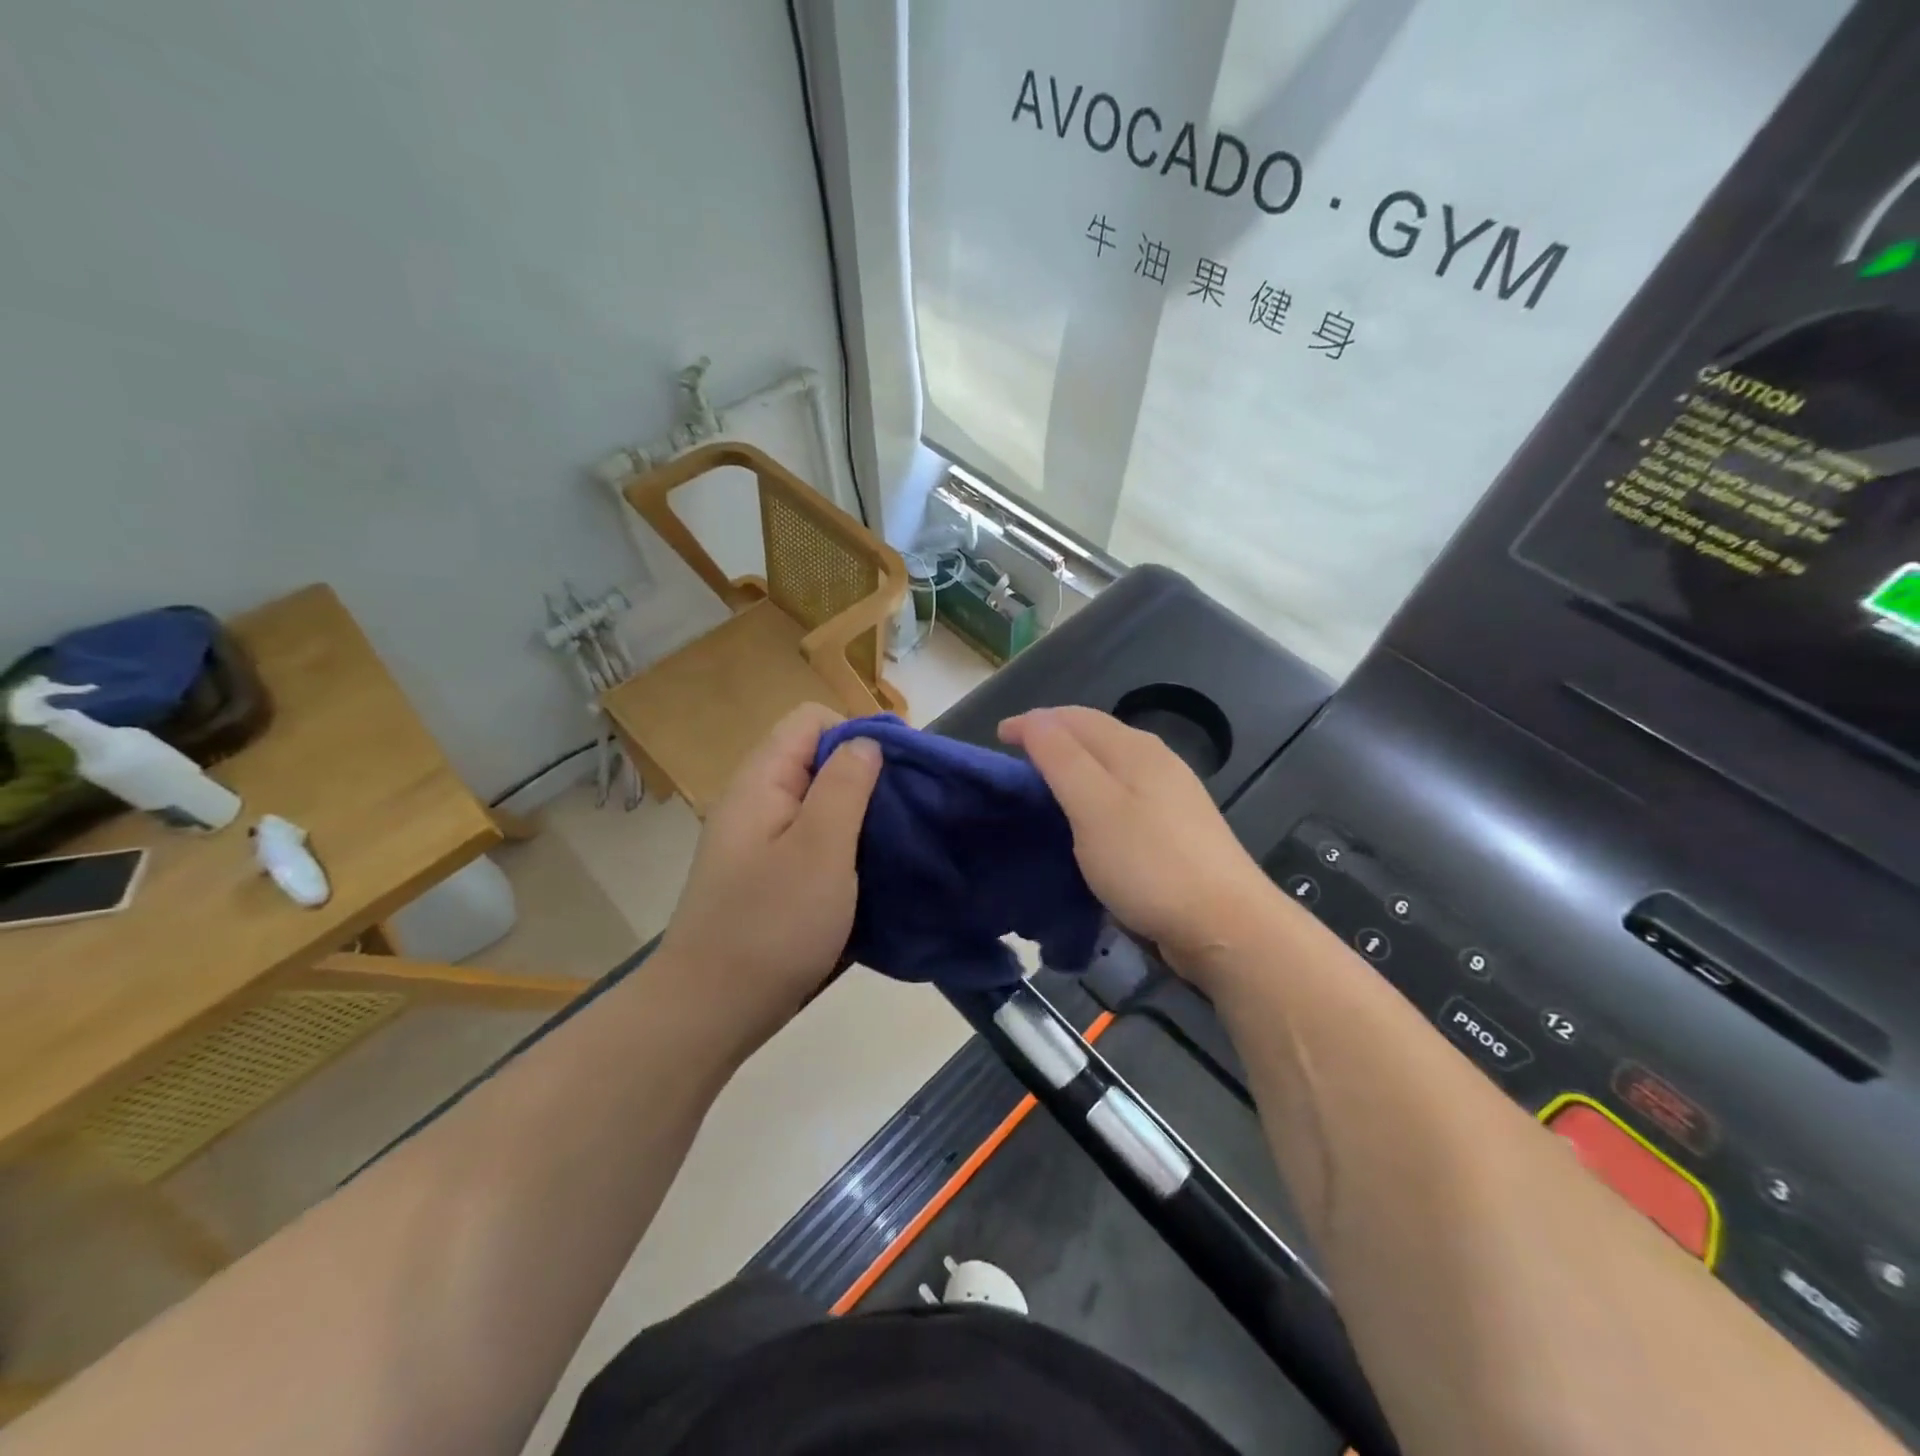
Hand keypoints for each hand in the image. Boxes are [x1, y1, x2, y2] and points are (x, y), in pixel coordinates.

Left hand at [658, 703, 882, 1044]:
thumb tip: (867, 742)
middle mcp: (756, 802)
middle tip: (903, 813)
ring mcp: (759, 842)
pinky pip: (812, 841)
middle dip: (865, 777)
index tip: (896, 774)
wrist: (711, 1011)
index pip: (812, 720)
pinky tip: (868, 874)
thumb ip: (846, 785)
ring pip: (818, 804)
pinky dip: (843, 847)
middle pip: (816, 760)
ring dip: (858, 816)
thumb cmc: (772, 925)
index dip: (858, 733)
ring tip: (894, 842)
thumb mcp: (820, 848)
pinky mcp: (768, 877)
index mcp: (762, 781)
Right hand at [999, 706, 1282, 993]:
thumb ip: (1062, 759)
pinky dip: (1094, 792)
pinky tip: (1088, 818)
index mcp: (1134, 749)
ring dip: (1075, 764)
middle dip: (1053, 737)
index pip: (1074, 718)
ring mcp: (1172, 794)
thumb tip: (1036, 718)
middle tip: (1016, 759)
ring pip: (1111, 764)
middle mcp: (1156, 761)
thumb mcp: (1094, 808)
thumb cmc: (1150, 864)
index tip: (998, 738)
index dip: (1034, 722)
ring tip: (1044, 785)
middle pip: (1096, 734)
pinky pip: (1124, 793)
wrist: (1226, 925)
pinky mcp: (1177, 828)